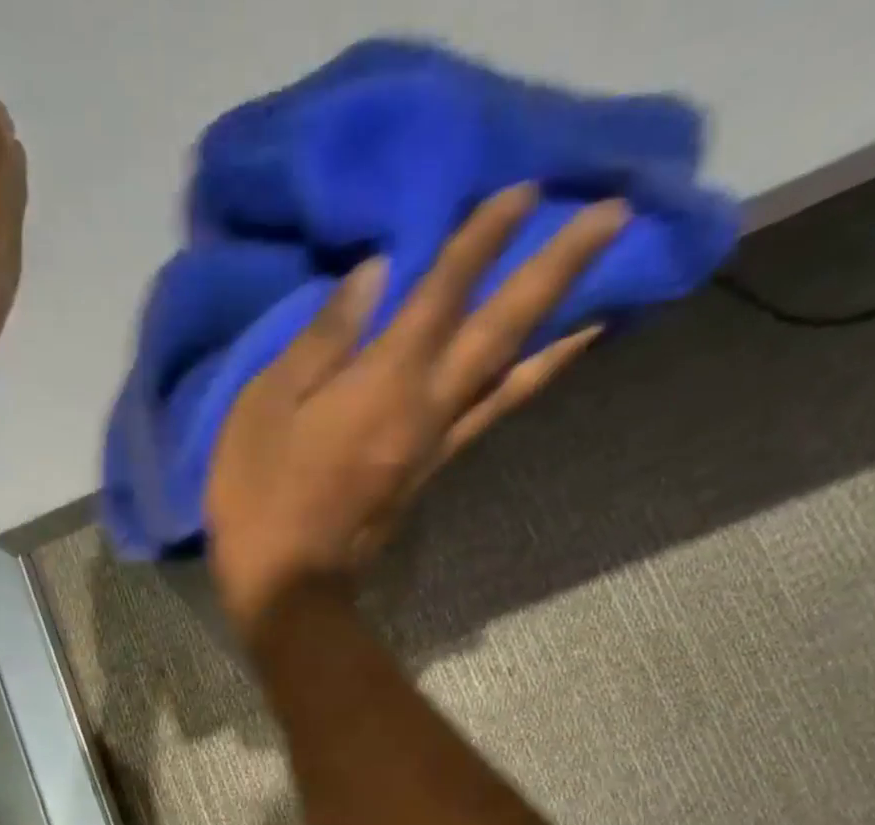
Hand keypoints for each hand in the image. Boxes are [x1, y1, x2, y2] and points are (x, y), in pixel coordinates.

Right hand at [204, 187, 627, 635]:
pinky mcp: (431, 475)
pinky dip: (523, 385)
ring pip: (510, 382)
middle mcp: (427, 408)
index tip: (527, 187)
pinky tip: (540, 367)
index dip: (483, 239)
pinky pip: (489, 417)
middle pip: (501, 332)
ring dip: (560, 336)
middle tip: (614, 217)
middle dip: (557, 270)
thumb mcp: (266, 405)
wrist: (288, 587)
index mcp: (384, 383)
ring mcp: (436, 447)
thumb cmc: (260, 494)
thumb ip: (323, 338)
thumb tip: (375, 274)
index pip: (443, 294)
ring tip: (607, 302)